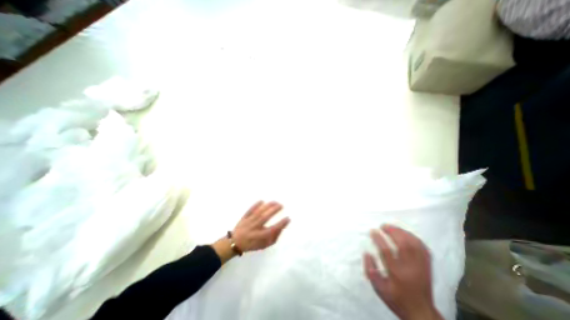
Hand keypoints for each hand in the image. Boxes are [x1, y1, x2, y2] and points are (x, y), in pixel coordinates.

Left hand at [231, 201, 289, 253]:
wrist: (235, 243)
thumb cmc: (252, 244)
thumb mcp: (264, 245)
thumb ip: (274, 237)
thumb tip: (282, 227)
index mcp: (259, 236)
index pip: (272, 230)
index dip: (281, 224)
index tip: (288, 218)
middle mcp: (254, 228)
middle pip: (264, 218)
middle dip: (274, 210)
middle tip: (281, 205)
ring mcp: (248, 222)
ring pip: (258, 212)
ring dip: (267, 206)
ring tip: (275, 202)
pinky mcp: (244, 217)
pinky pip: (250, 210)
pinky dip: (255, 205)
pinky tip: (262, 201)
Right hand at [363, 225, 442, 319]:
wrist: (421, 313)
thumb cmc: (396, 299)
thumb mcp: (379, 288)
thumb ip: (370, 270)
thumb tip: (366, 253)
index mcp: (396, 274)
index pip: (386, 251)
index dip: (378, 238)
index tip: (372, 231)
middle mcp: (410, 268)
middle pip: (403, 244)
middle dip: (392, 231)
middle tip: (382, 226)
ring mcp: (421, 266)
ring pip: (414, 243)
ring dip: (402, 232)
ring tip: (392, 227)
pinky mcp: (427, 266)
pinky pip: (422, 247)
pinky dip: (413, 237)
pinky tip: (405, 233)